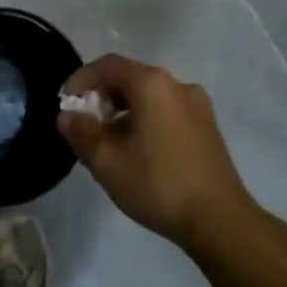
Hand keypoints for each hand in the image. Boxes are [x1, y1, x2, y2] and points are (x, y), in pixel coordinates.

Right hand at [58, 55, 253, 252]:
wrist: (220, 221)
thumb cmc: (157, 183)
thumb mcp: (106, 161)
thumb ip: (81, 132)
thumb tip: (68, 116)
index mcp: (152, 83)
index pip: (108, 65)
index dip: (81, 79)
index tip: (66, 103)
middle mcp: (177, 84)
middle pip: (130, 78)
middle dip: (102, 96)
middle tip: (86, 124)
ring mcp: (197, 105)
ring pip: (150, 96)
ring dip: (124, 110)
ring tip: (110, 141)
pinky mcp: (208, 127)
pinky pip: (167, 111)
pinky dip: (146, 120)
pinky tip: (139, 151)